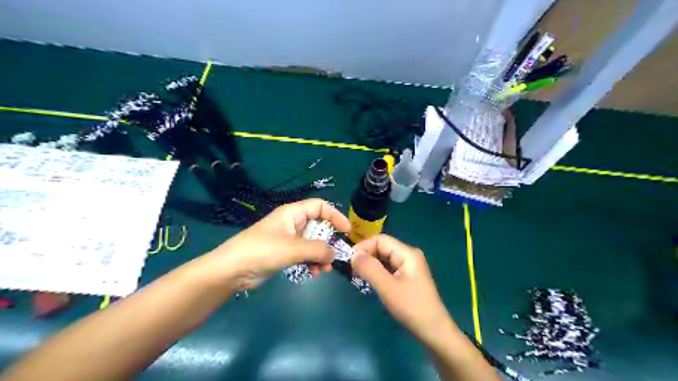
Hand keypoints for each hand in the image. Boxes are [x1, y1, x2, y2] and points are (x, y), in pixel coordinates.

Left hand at [197, 200, 348, 291]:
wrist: (231, 270)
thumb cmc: (262, 251)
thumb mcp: (292, 248)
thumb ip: (317, 249)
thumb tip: (335, 253)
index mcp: (293, 213)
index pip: (320, 206)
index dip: (335, 216)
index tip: (346, 231)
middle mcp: (292, 223)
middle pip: (318, 226)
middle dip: (328, 241)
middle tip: (336, 256)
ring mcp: (288, 239)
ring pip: (312, 243)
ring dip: (321, 255)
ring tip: (324, 269)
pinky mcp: (284, 253)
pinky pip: (304, 255)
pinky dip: (311, 262)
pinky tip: (314, 273)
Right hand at [353, 235, 450, 344]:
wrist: (433, 331)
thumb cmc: (411, 307)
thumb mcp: (387, 287)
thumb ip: (369, 268)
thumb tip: (353, 255)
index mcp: (407, 253)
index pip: (380, 240)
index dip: (363, 247)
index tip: (349, 260)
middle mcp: (408, 255)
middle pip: (382, 247)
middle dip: (366, 255)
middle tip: (352, 270)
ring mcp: (409, 266)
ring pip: (384, 258)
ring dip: (371, 264)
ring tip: (358, 275)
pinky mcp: (407, 277)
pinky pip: (388, 268)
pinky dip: (377, 272)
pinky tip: (370, 281)